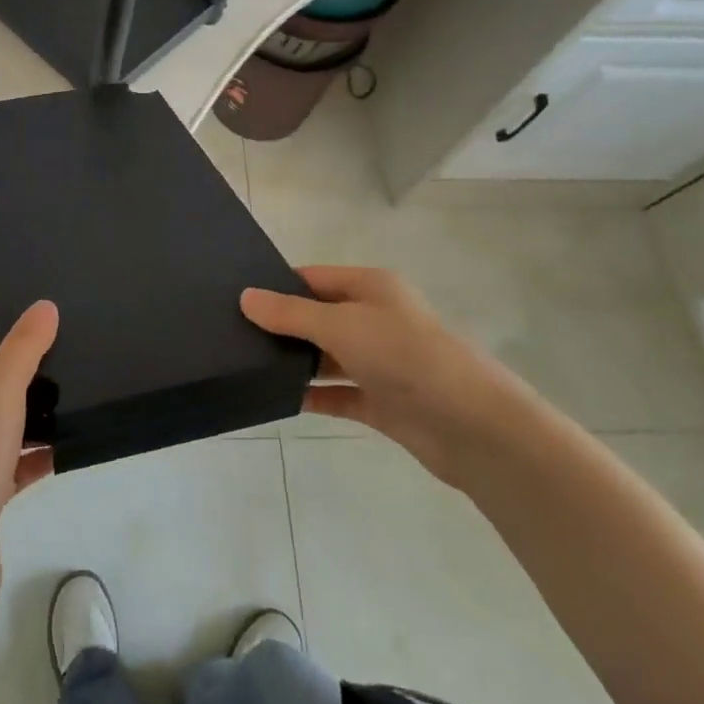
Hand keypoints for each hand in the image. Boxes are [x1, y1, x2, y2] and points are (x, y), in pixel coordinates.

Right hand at [241, 266, 529, 485]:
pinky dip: (313, 395)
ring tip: (246, 365)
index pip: (313, 277)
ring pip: (327, 356)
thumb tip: (246, 297)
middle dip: (281, 325)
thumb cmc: (405, 356)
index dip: (278, 285)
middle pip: (319, 316)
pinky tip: (278, 398)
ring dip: (296, 361)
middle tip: (231, 334)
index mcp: (371, 288)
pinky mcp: (383, 402)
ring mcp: (380, 362)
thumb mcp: (341, 325)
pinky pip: (338, 394)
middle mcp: (375, 319)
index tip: (235, 297)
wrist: (472, 425)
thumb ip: (291, 313)